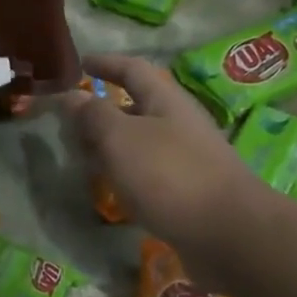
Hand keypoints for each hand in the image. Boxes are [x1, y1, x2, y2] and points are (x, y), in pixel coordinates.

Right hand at [61, 53, 261, 270]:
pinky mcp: (188, 191)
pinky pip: (148, 173)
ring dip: (111, 147)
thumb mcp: (121, 138)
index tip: (80, 64)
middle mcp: (179, 124)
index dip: (105, 63)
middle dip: (102, 113)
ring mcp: (186, 158)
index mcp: (165, 100)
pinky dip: (125, 175)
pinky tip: (112, 190)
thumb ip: (92, 115)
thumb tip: (71, 96)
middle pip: (136, 107)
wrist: (227, 232)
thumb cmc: (169, 175)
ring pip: (140, 143)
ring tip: (82, 160)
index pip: (132, 69)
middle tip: (69, 125)